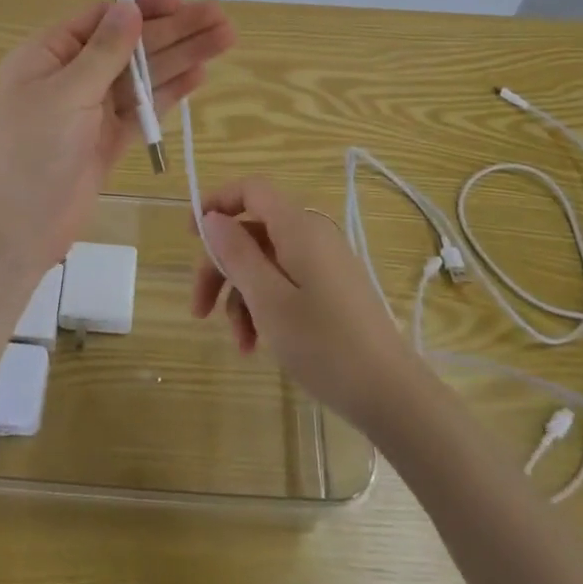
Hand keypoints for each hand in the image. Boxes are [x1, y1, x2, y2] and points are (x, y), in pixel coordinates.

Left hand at [0, 0, 235, 270]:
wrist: (13, 229)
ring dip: (181, 58)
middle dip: (175, 31)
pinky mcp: (106, 140)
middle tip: (221, 20)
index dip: (144, 8)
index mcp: (49, 53)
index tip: (181, 2)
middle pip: (130, 45)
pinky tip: (199, 76)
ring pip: (142, 76)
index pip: (103, 19)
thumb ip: (104, 50)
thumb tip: (129, 6)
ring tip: (225, 40)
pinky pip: (142, 109)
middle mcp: (71, 75)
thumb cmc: (30, 151)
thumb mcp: (65, 92)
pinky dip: (169, 94)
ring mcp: (90, 109)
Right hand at [190, 177, 421, 430]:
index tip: (190, 235)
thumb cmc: (324, 344)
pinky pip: (286, 281)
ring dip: (242, 296)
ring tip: (239, 342)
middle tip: (199, 309)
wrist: (391, 393)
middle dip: (221, 267)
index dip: (217, 202)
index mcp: (298, 228)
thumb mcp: (268, 300)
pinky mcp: (332, 288)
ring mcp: (324, 263)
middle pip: (253, 232)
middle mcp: (312, 235)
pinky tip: (258, 344)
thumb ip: (237, 254)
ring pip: (266, 262)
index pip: (252, 190)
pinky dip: (266, 306)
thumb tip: (212, 218)